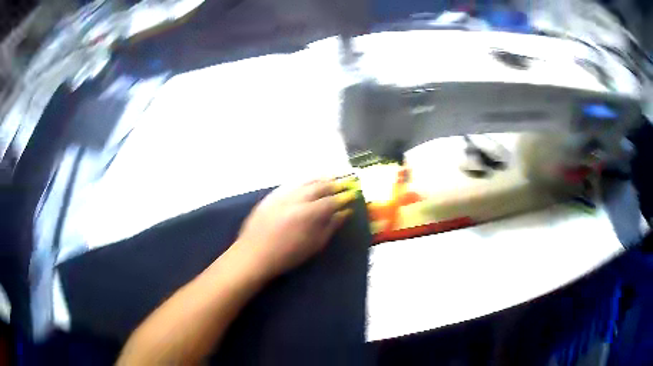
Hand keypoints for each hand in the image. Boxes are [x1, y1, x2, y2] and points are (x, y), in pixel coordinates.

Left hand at [233, 179, 356, 281]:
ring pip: (304, 181)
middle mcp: (295, 199)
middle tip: (343, 182)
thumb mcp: (313, 245)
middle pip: (318, 186)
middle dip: (332, 183)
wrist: (254, 255)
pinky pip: (290, 184)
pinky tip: (306, 182)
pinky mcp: (271, 196)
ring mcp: (281, 195)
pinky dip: (302, 181)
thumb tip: (343, 213)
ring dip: (318, 179)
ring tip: (328, 178)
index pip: (330, 201)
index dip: (342, 197)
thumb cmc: (286, 256)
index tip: (351, 195)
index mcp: (308, 214)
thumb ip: (330, 227)